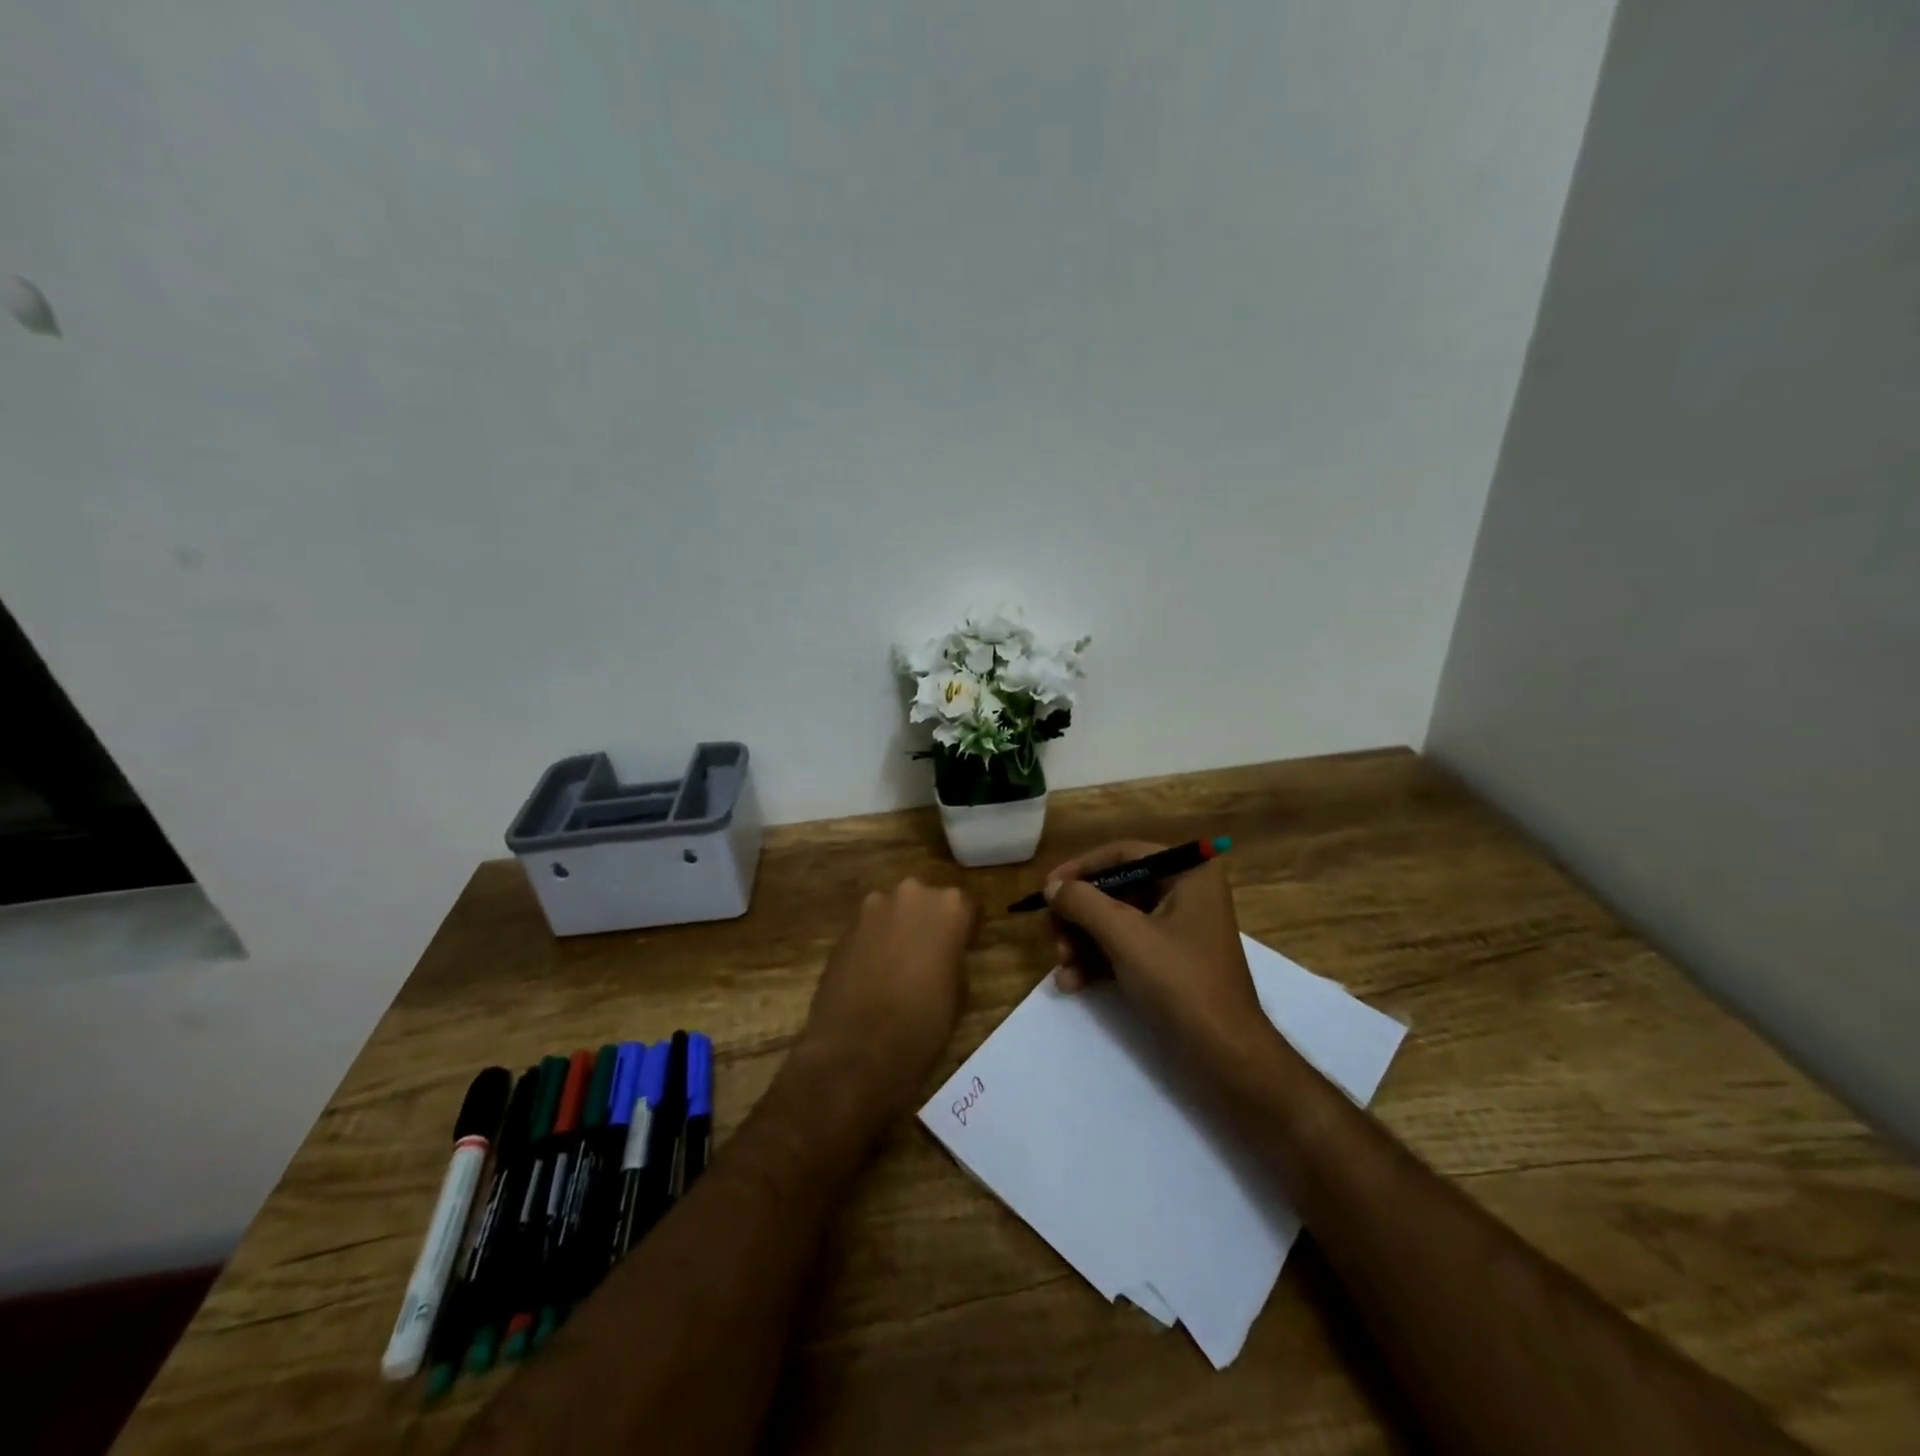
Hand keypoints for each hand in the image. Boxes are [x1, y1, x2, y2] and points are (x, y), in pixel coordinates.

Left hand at [796, 878, 976, 1114]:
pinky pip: (869, 928)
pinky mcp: (845, 928)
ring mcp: (873, 907)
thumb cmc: (922, 1022)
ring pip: (894, 911)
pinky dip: (875, 943)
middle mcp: (911, 894)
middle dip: (929, 922)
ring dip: (899, 929)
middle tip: (931, 955)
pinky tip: (874, 973)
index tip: (964, 947)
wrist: (857, 1048)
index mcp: (948, 906)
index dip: (965, 928)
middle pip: (926, 901)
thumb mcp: (959, 991)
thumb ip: (954, 957)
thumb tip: (945, 954)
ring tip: (899, 965)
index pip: (966, 905)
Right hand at [1045, 841, 1265, 1060]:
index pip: (1124, 854)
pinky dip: (1098, 961)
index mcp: (1189, 873)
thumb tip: (1052, 886)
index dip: (1081, 868)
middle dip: (1080, 915)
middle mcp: (1187, 893)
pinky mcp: (1170, 962)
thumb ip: (1083, 903)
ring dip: (1083, 941)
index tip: (1048, 887)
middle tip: (1051, 933)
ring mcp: (1179, 930)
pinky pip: (1126, 948)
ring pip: (1116, 921)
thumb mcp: (1125, 936)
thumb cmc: (1180, 981)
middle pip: (1116, 889)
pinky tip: (1071, 982)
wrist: (1225, 1055)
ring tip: (1061, 965)